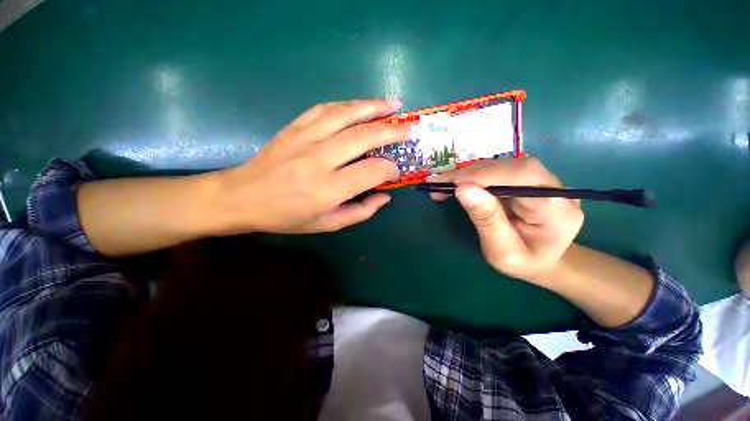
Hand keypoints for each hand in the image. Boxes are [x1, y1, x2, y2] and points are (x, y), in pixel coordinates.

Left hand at [214, 99, 405, 233]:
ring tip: (394, 104)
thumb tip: (385, 195)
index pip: (371, 171)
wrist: (242, 197)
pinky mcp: (295, 127)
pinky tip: (361, 105)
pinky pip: (326, 108)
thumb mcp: (327, 224)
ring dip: (374, 107)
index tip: (395, 172)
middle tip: (409, 129)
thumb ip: (361, 212)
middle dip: (392, 131)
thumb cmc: (286, 216)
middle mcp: (319, 159)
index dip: (390, 169)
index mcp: (328, 189)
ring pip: (346, 115)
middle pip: (364, 136)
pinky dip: (348, 105)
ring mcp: (305, 138)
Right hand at [430, 158, 583, 282]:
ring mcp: (543, 181)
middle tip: (439, 183)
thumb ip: (487, 220)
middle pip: (512, 166)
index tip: (453, 183)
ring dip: (469, 173)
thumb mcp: (502, 251)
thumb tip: (463, 188)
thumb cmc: (524, 263)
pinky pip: (499, 171)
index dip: (486, 175)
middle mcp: (555, 188)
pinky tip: (458, 183)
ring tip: (444, 184)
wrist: (546, 261)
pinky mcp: (529, 180)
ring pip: (503, 165)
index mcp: (557, 210)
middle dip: (471, 173)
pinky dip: (474, 176)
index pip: (523, 176)